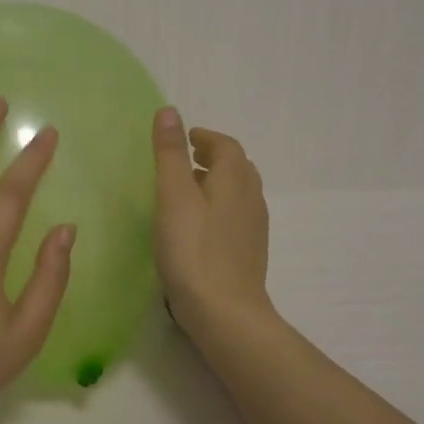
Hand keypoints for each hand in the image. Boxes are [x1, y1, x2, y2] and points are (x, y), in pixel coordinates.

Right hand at [152, 107, 273, 339]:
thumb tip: (170, 110)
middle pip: (236, 167)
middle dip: (212, 157)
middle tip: (184, 159)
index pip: (226, 145)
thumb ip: (171, 153)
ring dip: (214, 183)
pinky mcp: (248, 253)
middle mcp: (251, 198)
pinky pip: (234, 216)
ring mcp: (253, 228)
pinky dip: (217, 207)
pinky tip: (196, 226)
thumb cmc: (193, 249)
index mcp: (235, 179)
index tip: (184, 139)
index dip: (205, 137)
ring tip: (185, 190)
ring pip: (237, 193)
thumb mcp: (174, 195)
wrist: (224, 312)